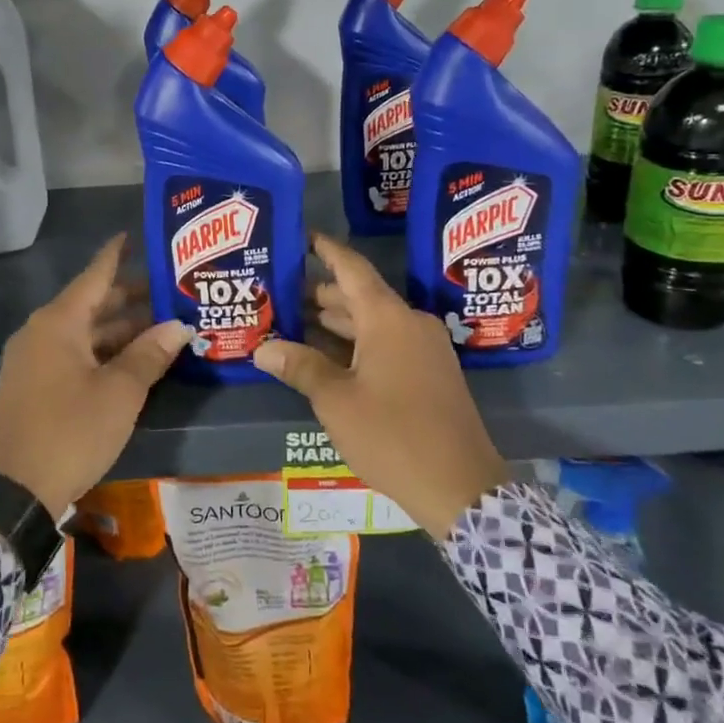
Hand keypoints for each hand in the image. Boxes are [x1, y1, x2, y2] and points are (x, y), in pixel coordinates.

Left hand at [0, 235, 192, 519]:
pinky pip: (73, 354)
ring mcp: (34, 361)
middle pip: (91, 304)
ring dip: (119, 329)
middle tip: (170, 291)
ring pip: (83, 332)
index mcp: (58, 323)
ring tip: (161, 326)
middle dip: (130, 298)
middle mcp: (42, 333)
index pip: (94, 275)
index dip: (117, 255)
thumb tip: (180, 326)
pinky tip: (131, 360)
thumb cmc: (72, 431)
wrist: (14, 492)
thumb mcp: (120, 393)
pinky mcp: (33, 386)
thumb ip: (150, 354)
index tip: (136, 235)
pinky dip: (102, 351)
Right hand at [254, 234, 509, 538]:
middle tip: (278, 292)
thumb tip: (262, 349)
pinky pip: (387, 344)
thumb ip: (300, 367)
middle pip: (359, 297)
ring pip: (373, 323)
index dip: (325, 250)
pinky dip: (356, 344)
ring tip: (292, 322)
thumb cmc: (392, 434)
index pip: (352, 268)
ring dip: (336, 323)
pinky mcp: (431, 373)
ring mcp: (424, 348)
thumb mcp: (336, 400)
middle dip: (319, 294)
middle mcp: (409, 323)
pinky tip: (327, 356)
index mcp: (388, 318)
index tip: (301, 236)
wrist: (460, 486)